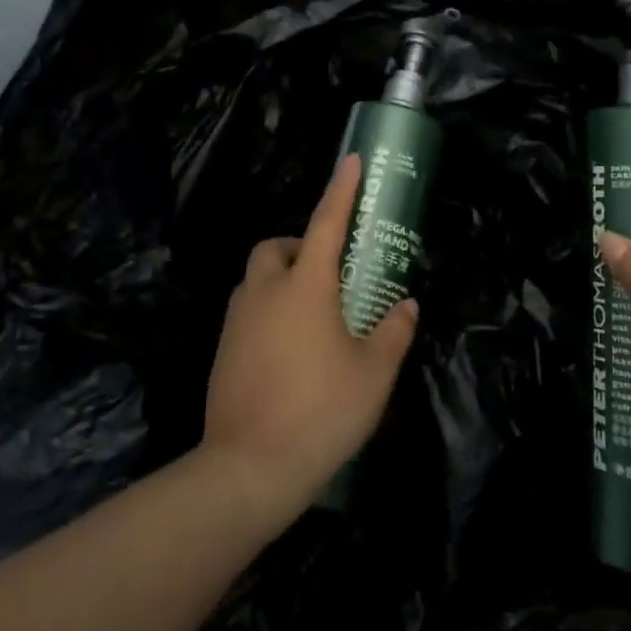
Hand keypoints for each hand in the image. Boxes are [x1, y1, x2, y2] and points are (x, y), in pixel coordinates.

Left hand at [201, 155, 419, 519]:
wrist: (248, 469)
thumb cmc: (321, 412)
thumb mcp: (373, 374)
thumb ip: (393, 332)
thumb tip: (407, 306)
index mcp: (305, 287)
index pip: (325, 223)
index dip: (341, 189)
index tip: (351, 161)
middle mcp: (265, 293)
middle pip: (273, 247)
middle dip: (297, 245)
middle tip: (326, 271)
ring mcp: (237, 322)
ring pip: (255, 279)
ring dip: (280, 278)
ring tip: (311, 312)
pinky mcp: (223, 351)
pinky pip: (246, 312)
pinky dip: (266, 311)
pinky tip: (288, 348)